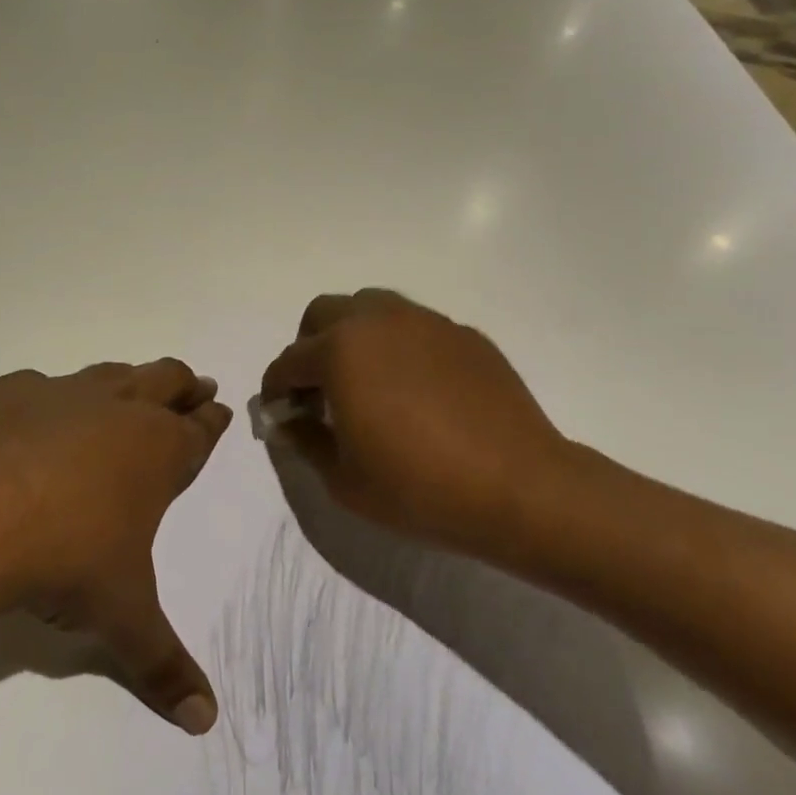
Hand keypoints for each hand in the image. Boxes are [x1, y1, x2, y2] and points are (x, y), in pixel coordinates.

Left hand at [0, 360, 231, 734]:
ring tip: (131, 389)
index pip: (200, 430)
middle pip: (166, 380)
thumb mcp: (123, 618)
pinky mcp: (13, 393)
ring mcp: (65, 394)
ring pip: (111, 374)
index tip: (221, 409)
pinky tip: (34, 418)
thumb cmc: (69, 560)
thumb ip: (163, 665)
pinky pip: (38, 386)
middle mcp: (119, 409)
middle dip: (184, 385)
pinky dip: (45, 400)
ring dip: (126, 381)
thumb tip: (205, 722)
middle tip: (195, 386)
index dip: (214, 421)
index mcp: (158, 451)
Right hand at [259, 290, 575, 562]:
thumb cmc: (419, 487)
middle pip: (323, 313)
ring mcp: (425, 321)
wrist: (519, 487)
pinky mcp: (462, 333)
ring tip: (366, 380)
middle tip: (319, 389)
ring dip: (353, 335)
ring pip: (370, 307)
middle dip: (309, 346)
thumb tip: (290, 420)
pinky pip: (414, 327)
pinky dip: (398, 346)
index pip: (289, 361)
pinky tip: (416, 389)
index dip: (276, 389)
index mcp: (340, 350)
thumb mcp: (343, 479)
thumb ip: (305, 440)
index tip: (280, 413)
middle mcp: (377, 321)